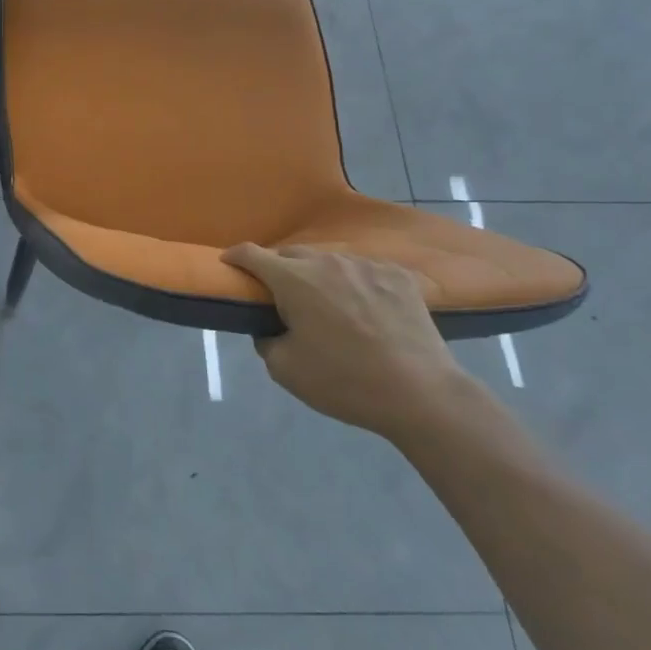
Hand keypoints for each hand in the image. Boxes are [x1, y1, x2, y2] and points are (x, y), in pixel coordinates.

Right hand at [222, 244, 472, 438]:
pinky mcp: (399, 276)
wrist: (421, 395)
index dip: (235, 257)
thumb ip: (266, 340)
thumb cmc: (345, 382)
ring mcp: (366, 265)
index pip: (251, 254)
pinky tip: (366, 309)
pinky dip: (356, 284)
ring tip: (328, 304)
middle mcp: (327, 262)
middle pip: (291, 255)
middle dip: (280, 270)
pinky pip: (365, 271)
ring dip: (320, 276)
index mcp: (293, 280)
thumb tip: (271, 328)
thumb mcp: (285, 370)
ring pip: (330, 261)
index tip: (229, 264)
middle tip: (283, 298)